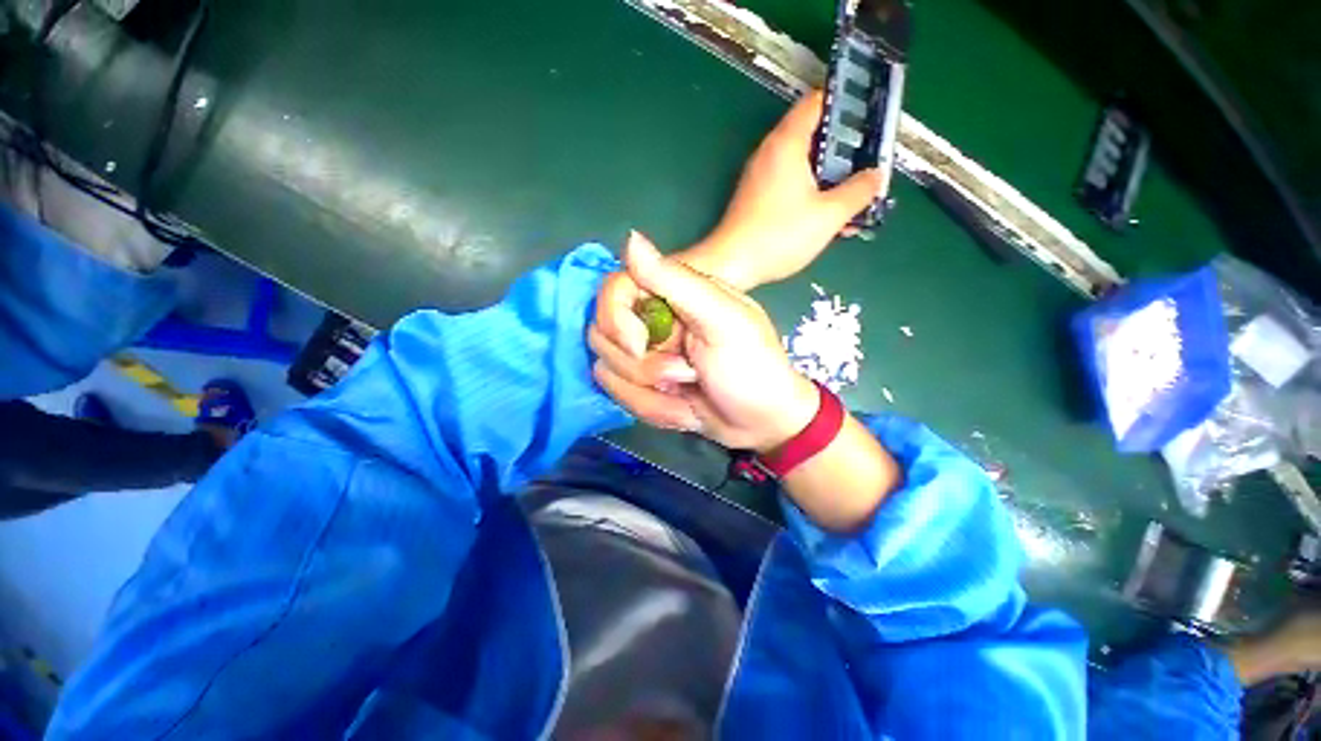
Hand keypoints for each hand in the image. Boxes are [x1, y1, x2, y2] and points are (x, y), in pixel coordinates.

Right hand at [591, 232, 817, 451]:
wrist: (763, 421)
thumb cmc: (752, 366)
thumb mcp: (722, 319)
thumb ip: (676, 280)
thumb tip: (631, 237)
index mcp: (668, 296)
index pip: (610, 294)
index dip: (616, 323)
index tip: (641, 346)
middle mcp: (649, 323)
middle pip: (602, 338)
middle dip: (645, 368)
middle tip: (689, 374)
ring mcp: (644, 356)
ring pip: (608, 372)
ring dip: (651, 395)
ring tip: (690, 393)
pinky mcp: (642, 386)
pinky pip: (621, 397)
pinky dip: (654, 410)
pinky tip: (685, 411)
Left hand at [682, 90, 885, 290]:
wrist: (731, 265)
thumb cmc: (779, 236)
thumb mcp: (828, 215)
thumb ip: (858, 192)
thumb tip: (875, 177)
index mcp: (786, 143)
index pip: (818, 102)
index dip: (847, 102)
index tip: (870, 115)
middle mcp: (769, 154)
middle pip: (812, 136)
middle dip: (843, 149)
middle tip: (867, 164)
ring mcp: (759, 178)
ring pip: (802, 166)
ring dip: (829, 178)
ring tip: (852, 197)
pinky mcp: (754, 200)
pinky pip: (788, 187)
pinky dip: (809, 194)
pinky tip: (826, 218)